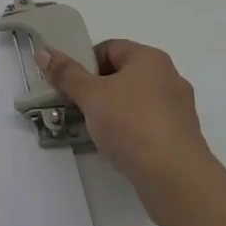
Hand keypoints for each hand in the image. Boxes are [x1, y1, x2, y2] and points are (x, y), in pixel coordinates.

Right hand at [36, 39, 223, 219]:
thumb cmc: (131, 124)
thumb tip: (44, 52)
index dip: (85, 63)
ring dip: (113, 111)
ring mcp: (178, 108)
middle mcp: (169, 77)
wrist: (175, 178)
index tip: (71, 86)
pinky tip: (118, 147)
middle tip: (78, 107)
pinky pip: (148, 123)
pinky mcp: (181, 136)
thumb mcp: (91, 96)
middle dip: (97, 89)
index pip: (109, 48)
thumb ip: (66, 74)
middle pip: (122, 74)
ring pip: (135, 100)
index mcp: (150, 58)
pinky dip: (130, 130)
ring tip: (95, 130)